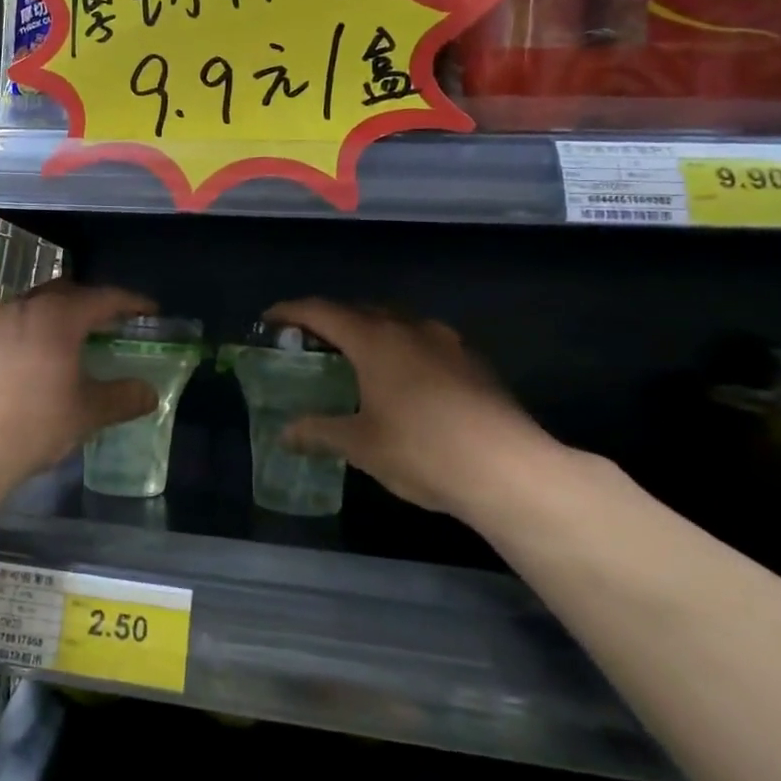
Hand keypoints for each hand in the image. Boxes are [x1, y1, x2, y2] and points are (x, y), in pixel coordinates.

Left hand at [0, 281, 158, 487]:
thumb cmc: (34, 424)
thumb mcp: (87, 412)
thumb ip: (122, 397)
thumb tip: (149, 393)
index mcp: (57, 316)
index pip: (103, 297)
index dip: (131, 302)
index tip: (150, 311)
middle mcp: (25, 307)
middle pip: (67, 291)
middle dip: (92, 302)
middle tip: (113, 323)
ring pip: (37, 304)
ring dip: (60, 314)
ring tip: (76, 339)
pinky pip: (16, 322)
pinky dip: (36, 329)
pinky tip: (40, 358)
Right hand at [264, 300, 568, 518]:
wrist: (510, 470)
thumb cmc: (422, 450)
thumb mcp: (361, 445)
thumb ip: (319, 432)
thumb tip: (286, 433)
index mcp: (374, 339)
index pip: (321, 311)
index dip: (291, 312)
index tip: (270, 319)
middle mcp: (409, 327)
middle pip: (359, 310)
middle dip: (330, 320)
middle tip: (309, 342)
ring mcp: (447, 341)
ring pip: (396, 323)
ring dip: (369, 332)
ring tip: (355, 359)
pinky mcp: (473, 361)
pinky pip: (424, 341)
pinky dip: (400, 349)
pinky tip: (403, 381)